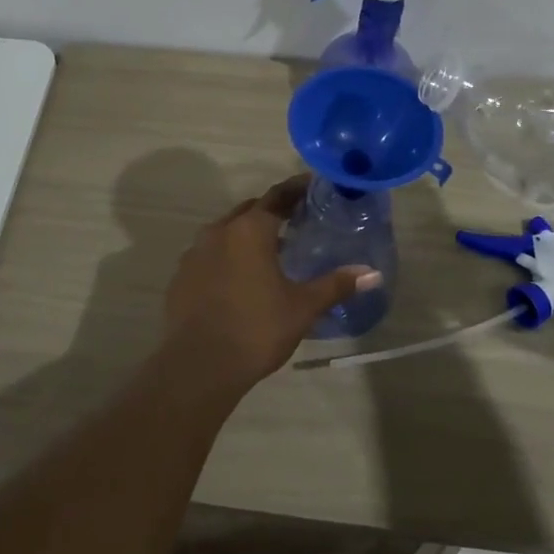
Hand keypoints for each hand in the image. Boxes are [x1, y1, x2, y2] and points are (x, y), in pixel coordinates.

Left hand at [162, 176, 380, 391]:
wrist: (197, 366)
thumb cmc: (256, 329)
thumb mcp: (303, 307)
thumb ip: (336, 285)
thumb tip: (372, 274)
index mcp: (250, 230)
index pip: (277, 197)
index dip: (295, 190)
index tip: (311, 186)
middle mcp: (219, 231)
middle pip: (249, 211)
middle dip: (271, 211)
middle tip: (295, 220)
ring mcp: (194, 253)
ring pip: (225, 232)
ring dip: (246, 234)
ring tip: (269, 252)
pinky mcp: (181, 277)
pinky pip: (208, 255)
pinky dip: (226, 257)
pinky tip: (238, 279)